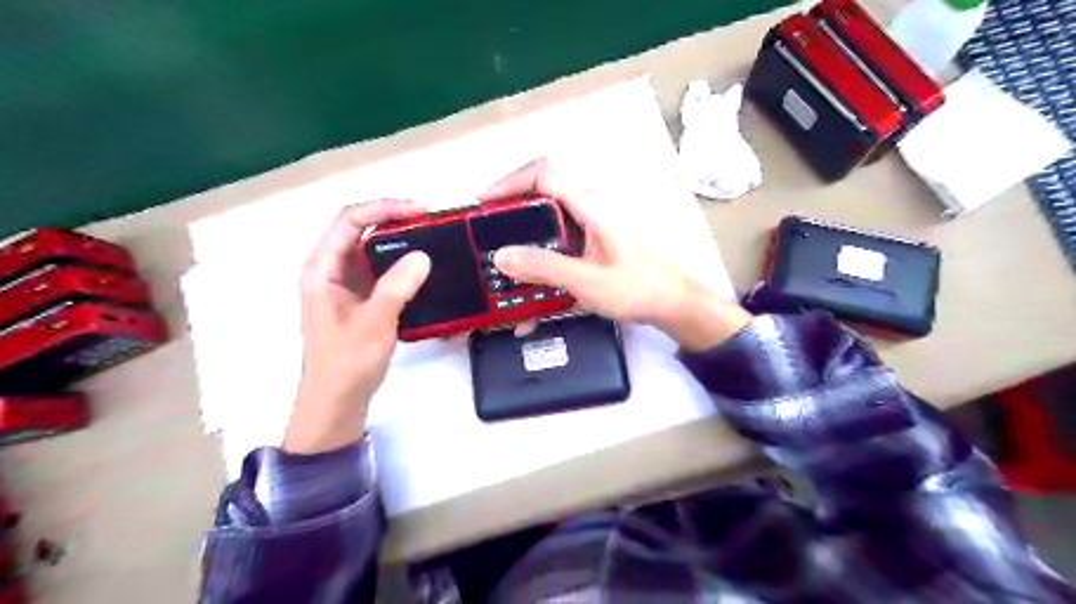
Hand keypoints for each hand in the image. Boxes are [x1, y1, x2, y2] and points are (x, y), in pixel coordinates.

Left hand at [286, 200, 436, 454]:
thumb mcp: (374, 323)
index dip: (384, 208)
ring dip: (399, 240)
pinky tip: (421, 267)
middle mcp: (329, 270)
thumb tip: (423, 255)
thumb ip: (397, 287)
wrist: (336, 401)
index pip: (349, 221)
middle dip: (394, 219)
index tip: (420, 211)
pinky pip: (379, 269)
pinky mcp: (358, 298)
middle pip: (359, 229)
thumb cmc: (346, 363)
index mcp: (321, 269)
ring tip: (431, 238)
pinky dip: (399, 262)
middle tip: (431, 222)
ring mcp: (344, 284)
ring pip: (371, 249)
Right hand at [484, 158, 750, 351]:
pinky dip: (541, 243)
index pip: (544, 174)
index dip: (510, 182)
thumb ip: (545, 268)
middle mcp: (593, 205)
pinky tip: (534, 271)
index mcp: (592, 205)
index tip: (484, 203)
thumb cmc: (638, 289)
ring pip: (550, 210)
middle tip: (487, 226)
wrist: (673, 303)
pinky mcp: (596, 236)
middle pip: (544, 187)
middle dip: (511, 202)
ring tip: (503, 249)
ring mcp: (596, 220)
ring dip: (525, 225)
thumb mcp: (588, 281)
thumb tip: (502, 256)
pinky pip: (561, 230)